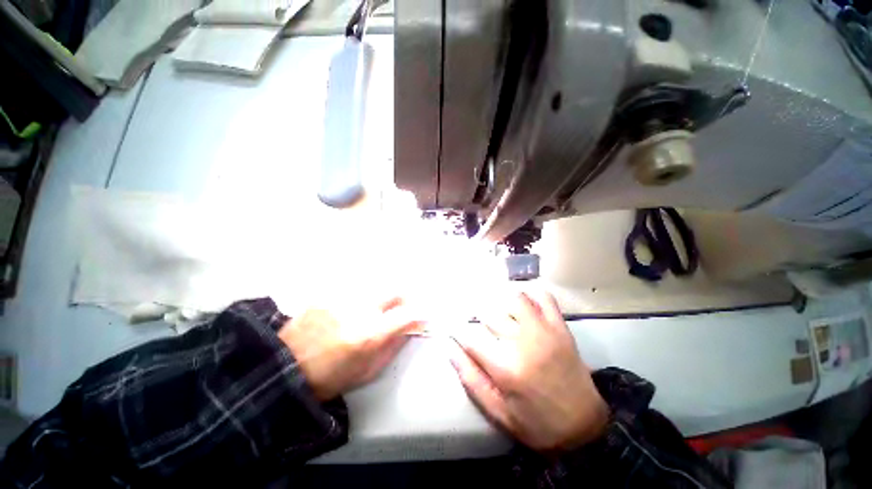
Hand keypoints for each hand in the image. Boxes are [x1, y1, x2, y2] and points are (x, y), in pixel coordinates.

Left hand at [278, 297, 420, 400]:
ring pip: (376, 287)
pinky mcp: (328, 293)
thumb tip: (411, 328)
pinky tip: (352, 310)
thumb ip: (393, 347)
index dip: (421, 314)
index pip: (407, 314)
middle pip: (395, 289)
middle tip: (402, 309)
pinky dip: (362, 298)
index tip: (424, 316)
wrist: (283, 369)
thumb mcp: (367, 371)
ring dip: (382, 298)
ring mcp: (342, 298)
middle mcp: (359, 310)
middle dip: (405, 298)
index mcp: (369, 335)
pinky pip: (356, 289)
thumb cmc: (329, 378)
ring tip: (374, 311)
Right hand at [450, 290, 608, 451]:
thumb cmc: (536, 424)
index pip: (470, 337)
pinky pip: (544, 298)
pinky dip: (531, 294)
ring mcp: (545, 332)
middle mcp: (523, 343)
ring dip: (500, 300)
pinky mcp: (560, 328)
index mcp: (505, 369)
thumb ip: (470, 378)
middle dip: (475, 312)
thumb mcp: (497, 411)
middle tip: (473, 317)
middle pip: (489, 313)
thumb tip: (449, 349)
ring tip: (497, 309)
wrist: (585, 427)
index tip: (452, 326)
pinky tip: (522, 302)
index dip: (456, 329)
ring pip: (514, 299)